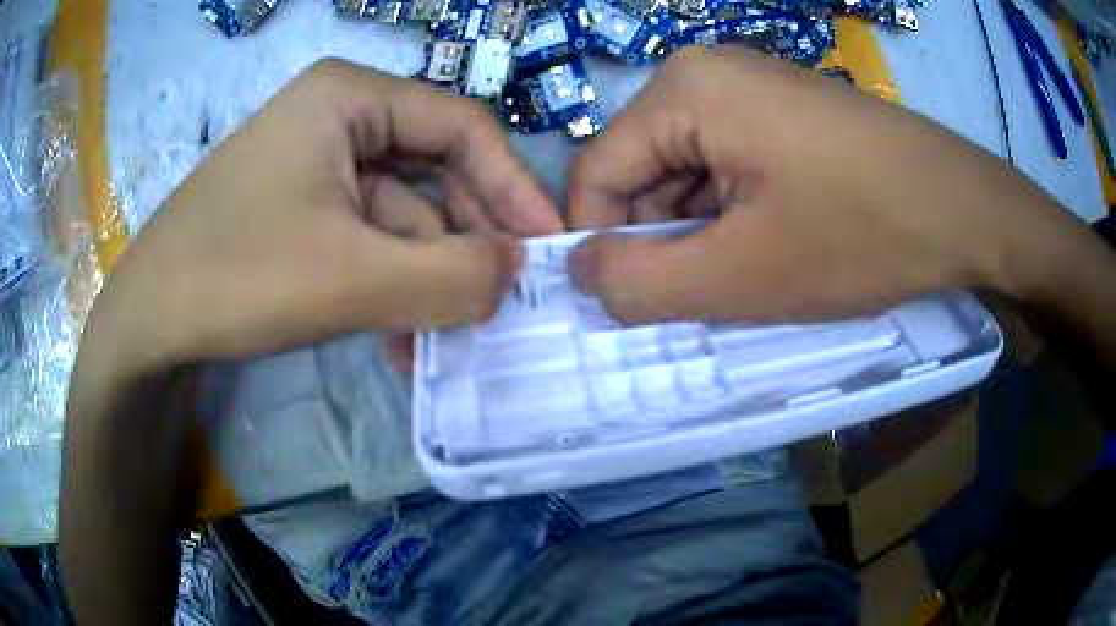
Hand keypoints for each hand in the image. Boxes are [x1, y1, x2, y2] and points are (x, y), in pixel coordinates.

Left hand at [86, 59, 559, 376]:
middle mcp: (337, 118)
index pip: (462, 126)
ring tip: (445, 339)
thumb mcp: (349, 278)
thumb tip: (516, 273)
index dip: (513, 186)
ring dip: (427, 279)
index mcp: (350, 97)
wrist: (147, 324)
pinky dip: (392, 288)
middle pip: (434, 172)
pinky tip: (400, 339)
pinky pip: (368, 242)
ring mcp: (317, 166)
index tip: (544, 248)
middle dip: (466, 243)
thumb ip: (450, 277)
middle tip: (500, 303)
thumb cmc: (235, 276)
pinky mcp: (302, 212)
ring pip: (402, 218)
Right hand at [567, 46, 1084, 323]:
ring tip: (753, 270)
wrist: (966, 209)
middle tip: (709, 293)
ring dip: (703, 231)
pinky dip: (734, 213)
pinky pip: (727, 164)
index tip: (632, 302)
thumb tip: (580, 272)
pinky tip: (776, 241)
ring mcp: (749, 87)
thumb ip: (641, 283)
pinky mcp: (781, 109)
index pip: (596, 173)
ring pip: (686, 172)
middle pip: (642, 169)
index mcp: (683, 91)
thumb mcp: (742, 276)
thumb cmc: (864, 234)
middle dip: (664, 239)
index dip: (601, 244)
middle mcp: (705, 73)